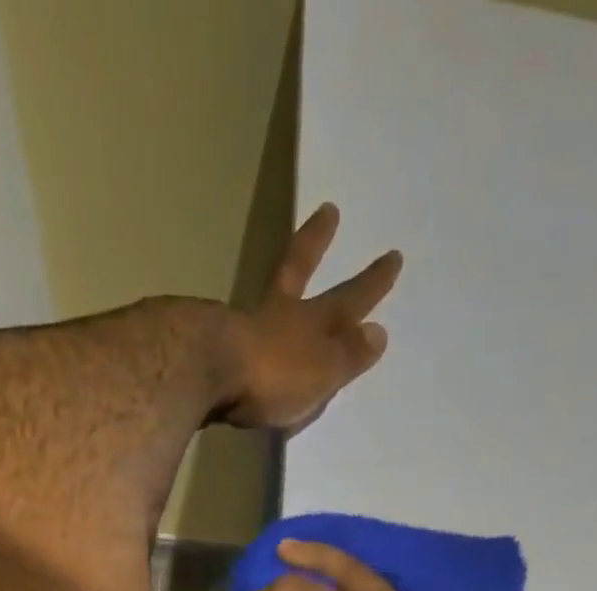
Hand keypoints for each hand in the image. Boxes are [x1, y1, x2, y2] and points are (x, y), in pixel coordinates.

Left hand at [218, 204, 401, 433]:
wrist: (205, 371)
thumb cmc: (273, 374)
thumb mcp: (322, 370)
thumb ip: (348, 354)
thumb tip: (378, 331)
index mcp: (311, 322)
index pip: (349, 299)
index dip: (371, 283)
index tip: (392, 255)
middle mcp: (278, 314)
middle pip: (299, 271)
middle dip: (318, 243)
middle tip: (329, 210)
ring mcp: (241, 324)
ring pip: (266, 297)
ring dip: (279, 284)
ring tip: (282, 278)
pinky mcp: (210, 342)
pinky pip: (238, 332)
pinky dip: (245, 328)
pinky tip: (240, 332)